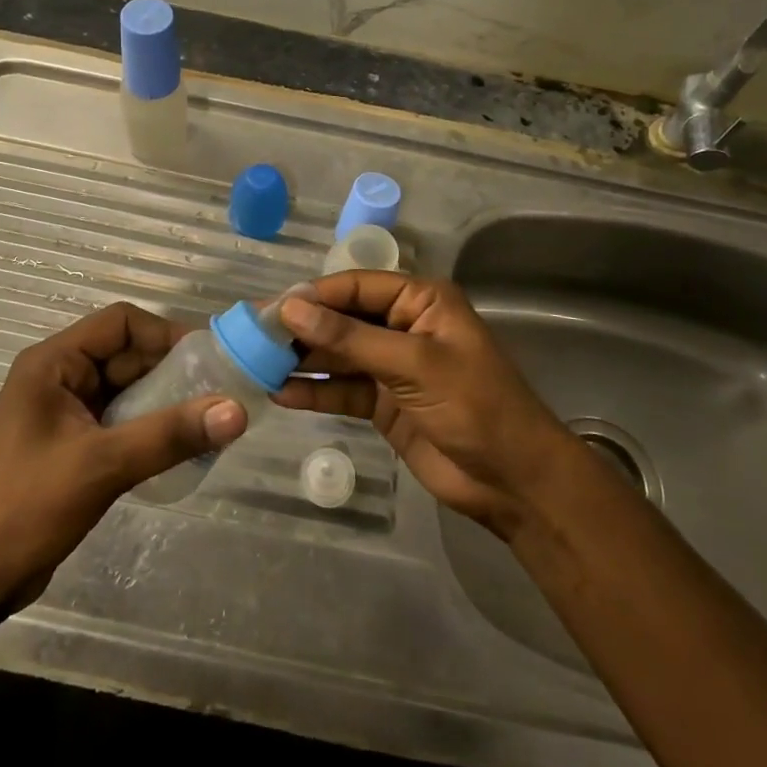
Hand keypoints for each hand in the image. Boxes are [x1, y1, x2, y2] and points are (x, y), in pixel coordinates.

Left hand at [0, 303, 247, 612]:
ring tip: (209, 420)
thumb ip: (170, 434)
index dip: (165, 334)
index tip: (208, 360)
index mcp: (53, 363)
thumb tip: (238, 411)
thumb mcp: (103, 465)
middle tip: (219, 393)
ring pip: (128, 389)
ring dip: (165, 401)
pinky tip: (180, 446)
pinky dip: (150, 426)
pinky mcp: (72, 444)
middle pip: (127, 354)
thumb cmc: (27, 507)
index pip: (120, 322)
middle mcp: (59, 377)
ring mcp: (64, 412)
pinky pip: (121, 419)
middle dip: (172, 371)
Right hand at [277, 274, 577, 539]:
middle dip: (303, 330)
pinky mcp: (384, 403)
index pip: (356, 286)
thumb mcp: (413, 363)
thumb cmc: (474, 405)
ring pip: (338, 356)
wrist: (512, 480)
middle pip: (343, 319)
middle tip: (254, 340)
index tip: (270, 309)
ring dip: (303, 361)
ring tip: (257, 366)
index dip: (314, 296)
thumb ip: (350, 338)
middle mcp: (403, 326)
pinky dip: (315, 393)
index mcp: (421, 301)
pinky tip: (281, 395)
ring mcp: (392, 366)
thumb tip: (291, 309)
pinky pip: (342, 390)